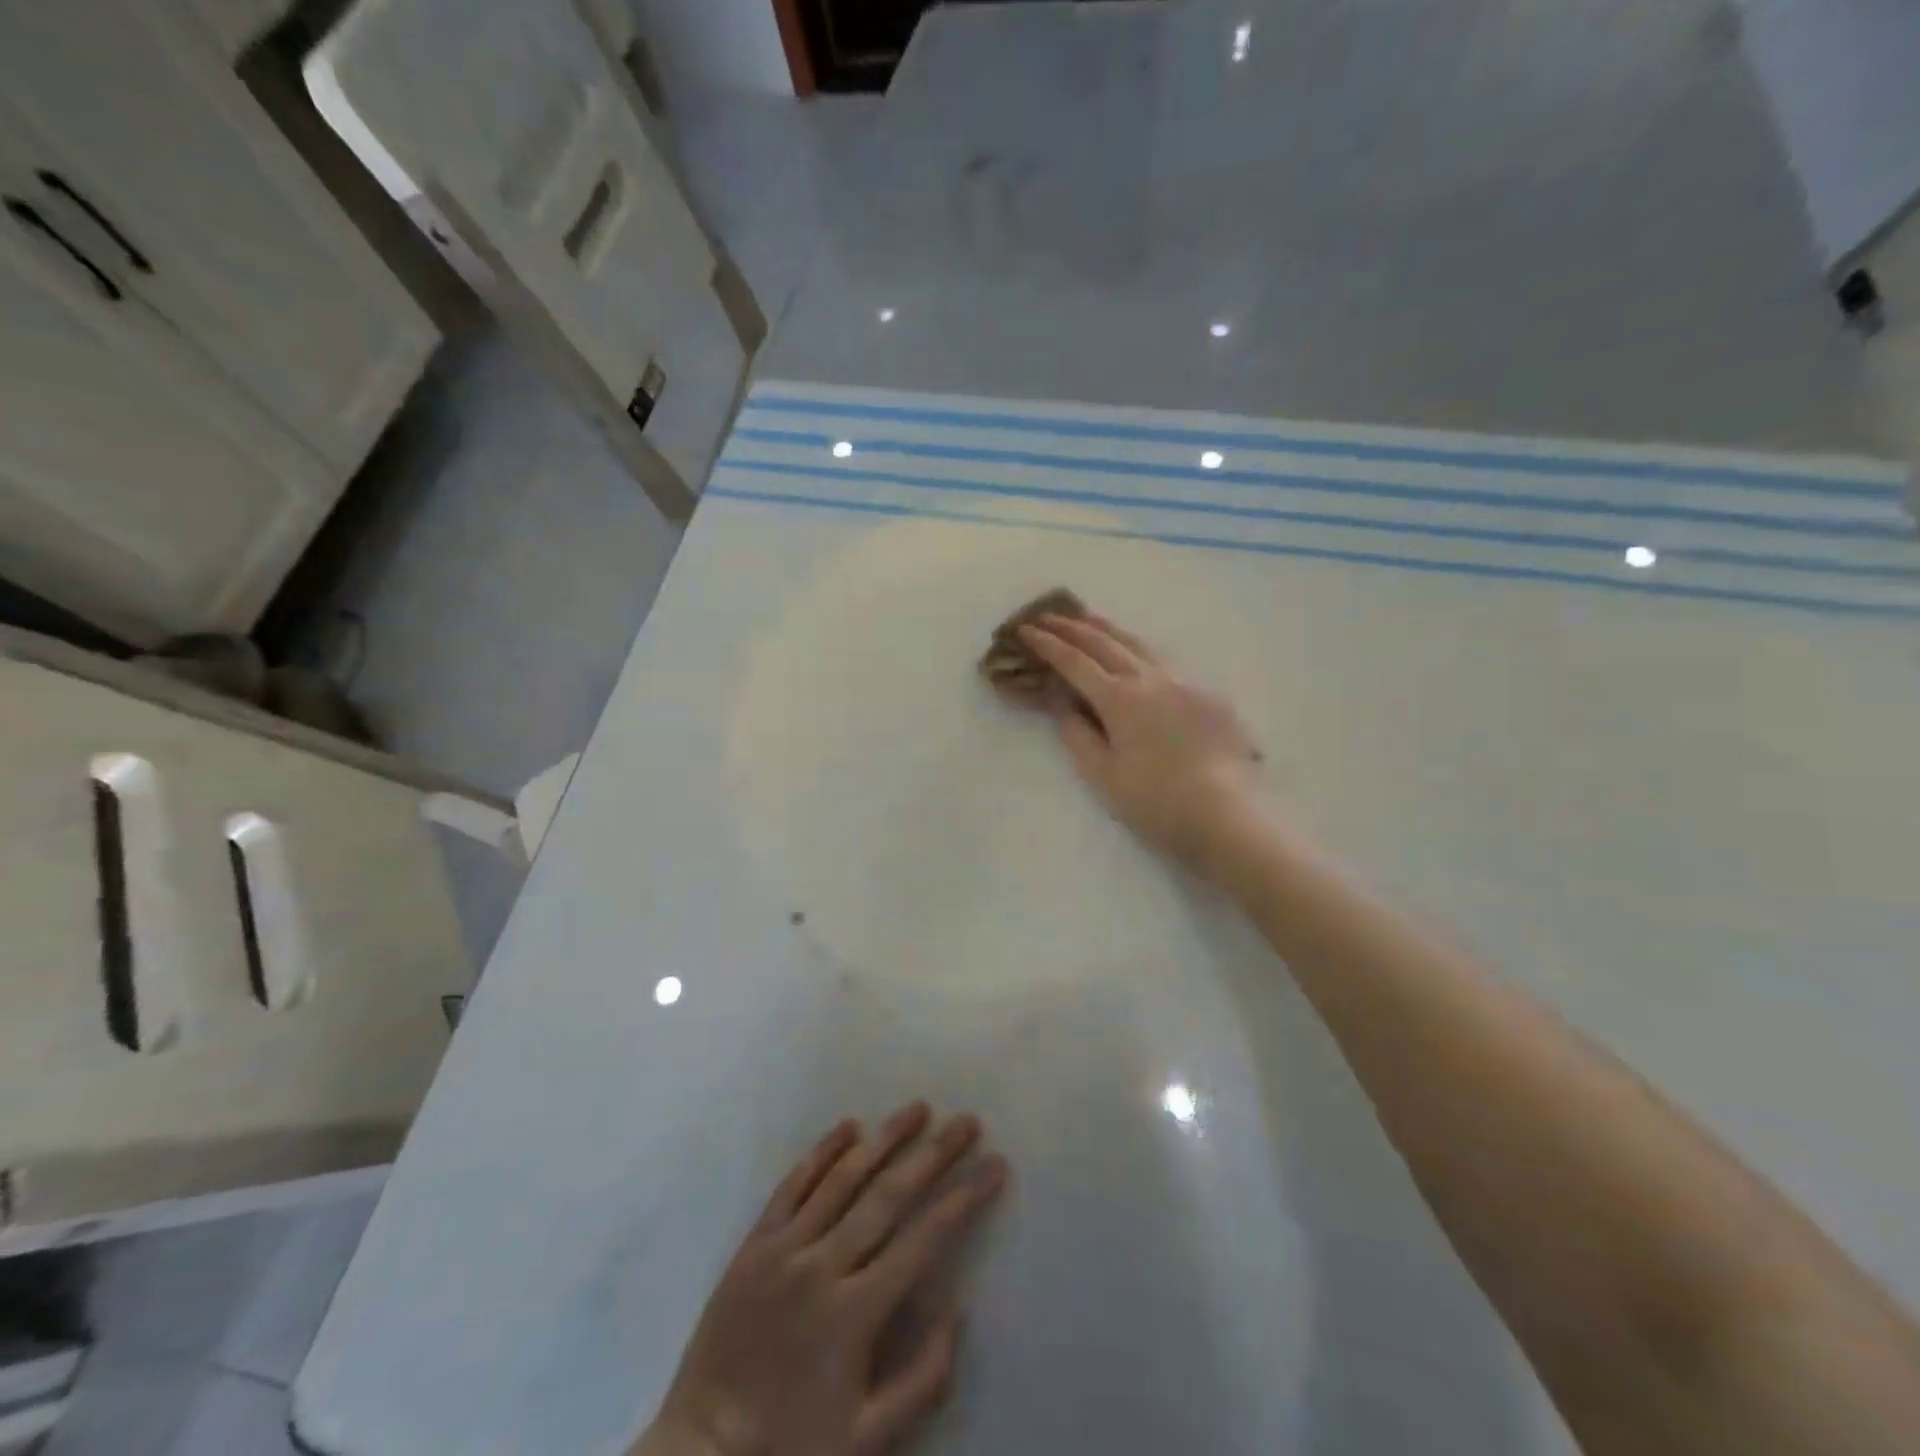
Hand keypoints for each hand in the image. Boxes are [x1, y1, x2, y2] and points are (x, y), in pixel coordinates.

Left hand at [635, 1104, 1005, 1455]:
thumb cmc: (791, 1447)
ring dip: (884, 1139)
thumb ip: (922, 1380)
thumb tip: (957, 1312)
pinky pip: (792, 1186)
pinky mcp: (754, 1244)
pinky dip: (822, 1152)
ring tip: (917, 1108)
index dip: (964, 1199)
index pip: (923, 1240)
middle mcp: (822, 1267)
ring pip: (843, 1178)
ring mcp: (784, 1249)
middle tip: (966, 1121)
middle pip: (888, 1196)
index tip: (993, 1164)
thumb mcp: (868, 1441)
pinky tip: (848, 1126)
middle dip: (934, 1155)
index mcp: (855, 1314)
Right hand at [1020, 612, 1267, 870]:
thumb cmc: (1157, 801)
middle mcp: (1150, 678)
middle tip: (1047, 616)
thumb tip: (1060, 703)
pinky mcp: (1207, 693)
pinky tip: (1135, 656)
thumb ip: (1077, 734)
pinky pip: (1164, 661)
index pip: (1074, 662)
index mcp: (1119, 699)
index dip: (1047, 644)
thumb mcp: (1103, 775)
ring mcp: (1183, 681)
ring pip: (1138, 644)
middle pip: (1104, 642)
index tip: (1025, 630)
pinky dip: (1138, 650)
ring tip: (1087, 619)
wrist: (1228, 814)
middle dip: (1072, 627)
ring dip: (1107, 629)